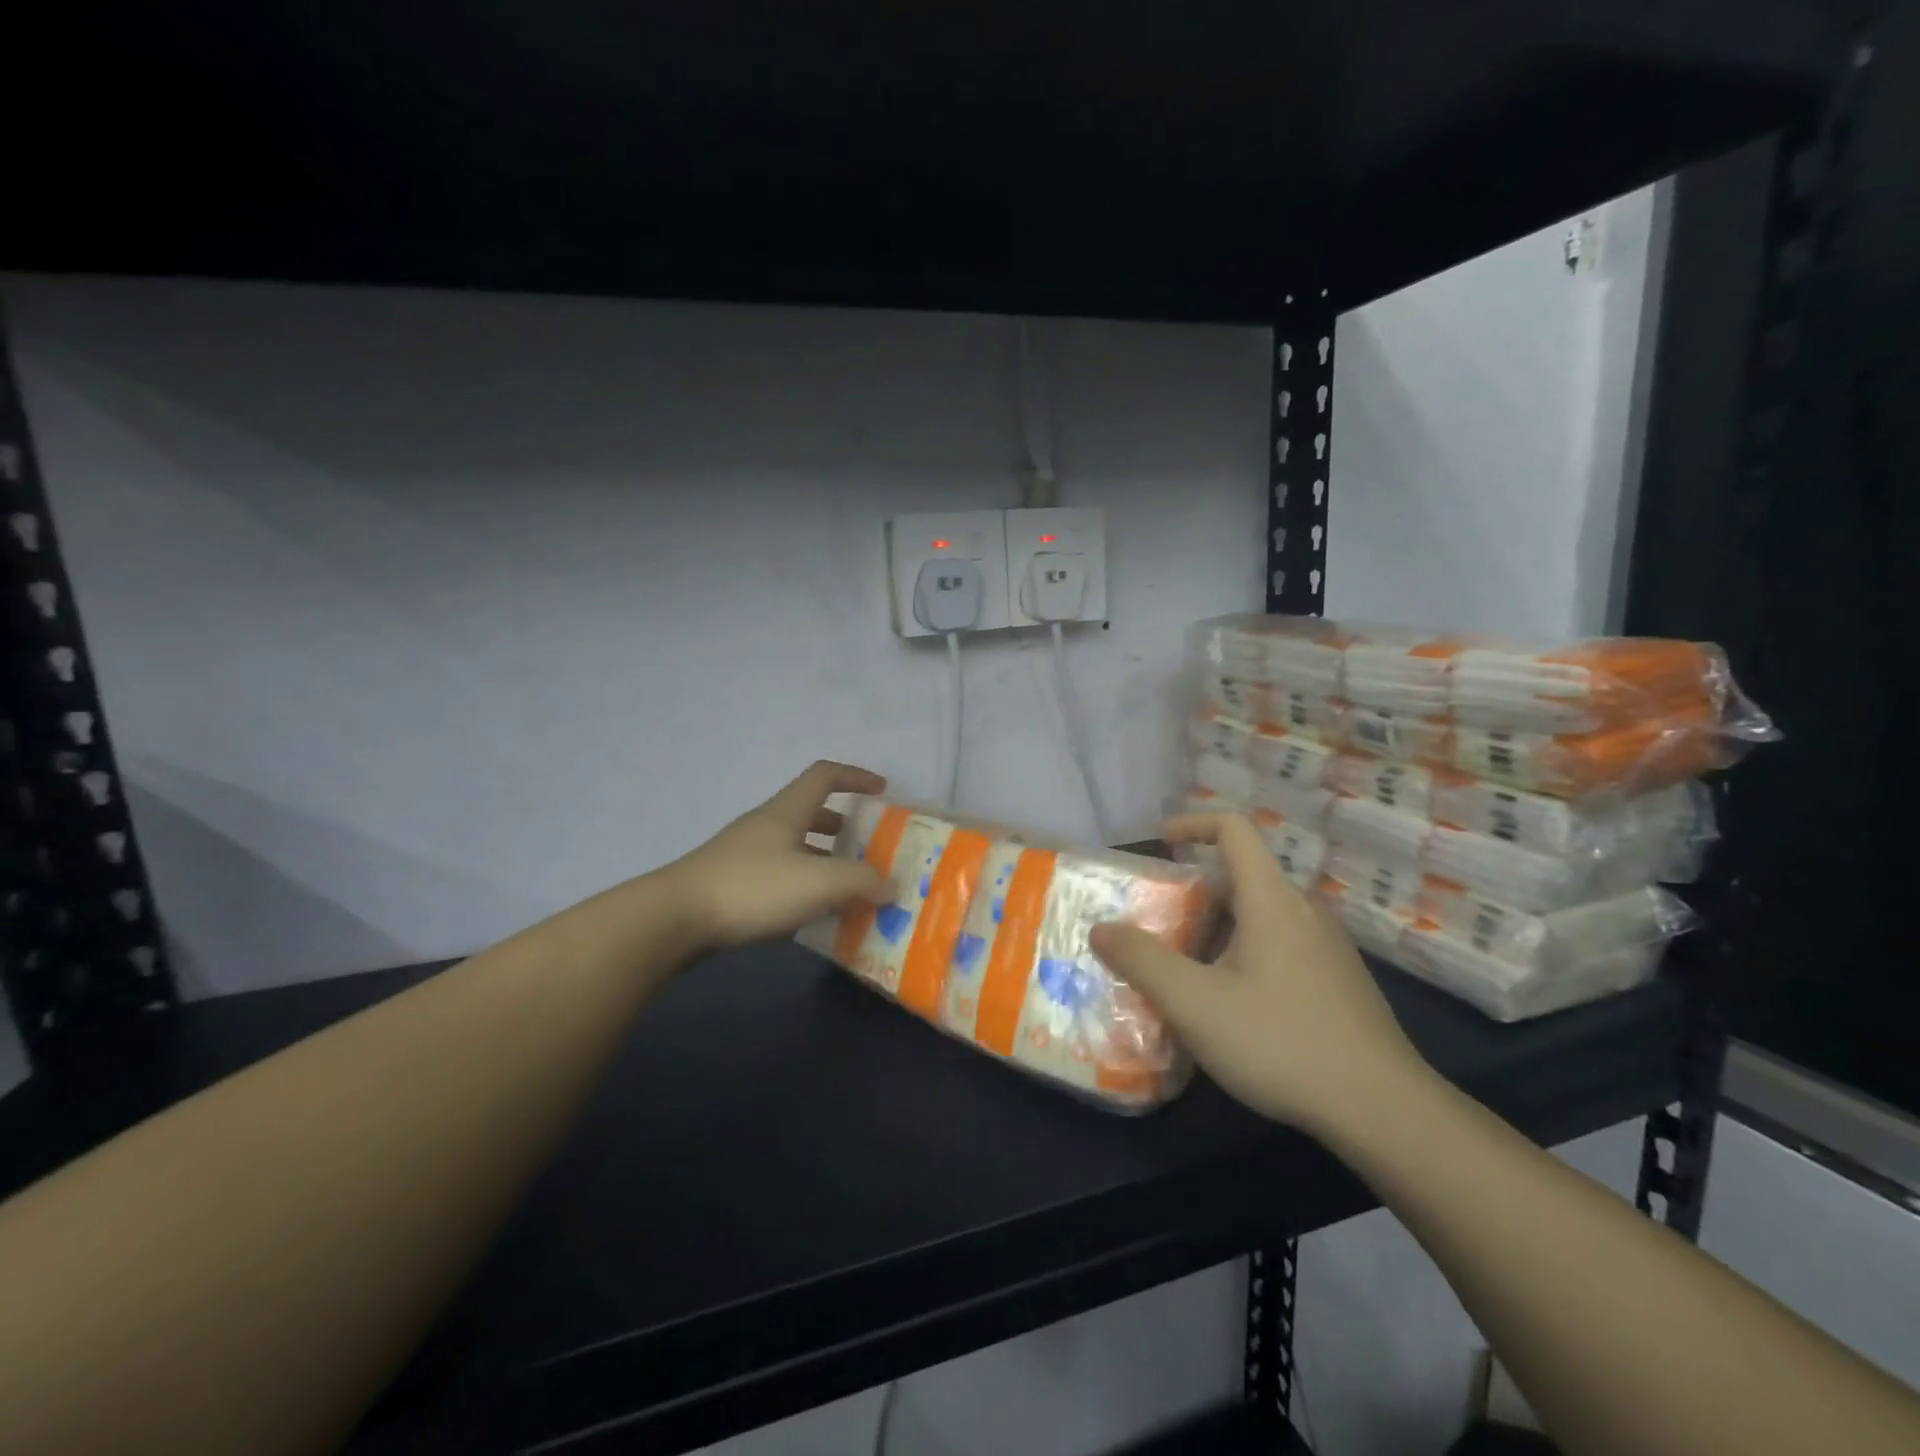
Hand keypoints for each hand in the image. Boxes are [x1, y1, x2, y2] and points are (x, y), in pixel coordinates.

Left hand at [668, 761, 890, 950]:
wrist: (675, 918)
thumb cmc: (753, 888)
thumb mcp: (818, 882)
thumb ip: (862, 881)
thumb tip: (893, 885)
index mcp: (787, 811)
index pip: (824, 776)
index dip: (855, 776)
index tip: (881, 789)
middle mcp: (766, 826)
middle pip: (810, 812)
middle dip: (843, 825)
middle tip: (868, 846)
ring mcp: (745, 855)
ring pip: (794, 847)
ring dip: (823, 860)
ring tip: (848, 887)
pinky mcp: (731, 884)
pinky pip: (778, 876)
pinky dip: (802, 886)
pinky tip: (812, 914)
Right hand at [1089, 813, 1430, 1135]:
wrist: (1383, 1110)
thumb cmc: (1281, 1042)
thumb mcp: (1194, 1003)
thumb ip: (1142, 961)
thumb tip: (1101, 929)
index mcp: (1272, 900)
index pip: (1234, 829)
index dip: (1193, 823)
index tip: (1160, 843)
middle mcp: (1304, 911)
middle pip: (1242, 876)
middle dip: (1194, 891)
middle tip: (1158, 924)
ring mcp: (1328, 947)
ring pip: (1261, 915)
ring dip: (1218, 927)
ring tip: (1187, 969)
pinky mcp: (1339, 981)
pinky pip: (1282, 944)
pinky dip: (1246, 952)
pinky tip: (1233, 1006)